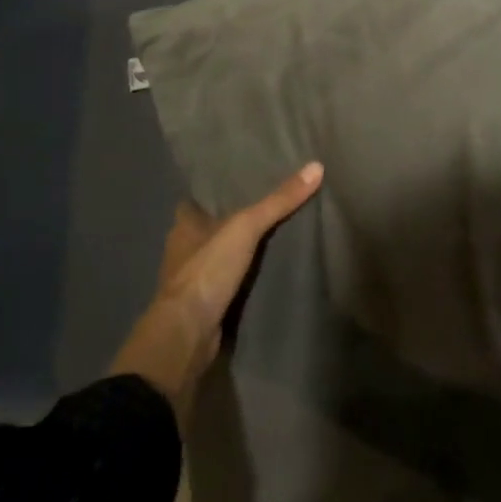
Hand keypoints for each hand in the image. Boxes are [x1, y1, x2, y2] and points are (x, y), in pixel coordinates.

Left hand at [109, 161, 322, 424]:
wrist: (188, 335)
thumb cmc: (207, 270)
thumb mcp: (245, 227)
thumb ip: (278, 201)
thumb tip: (316, 167)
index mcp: (183, 225)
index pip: (199, 199)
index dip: (219, 191)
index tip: (247, 180)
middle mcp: (184, 250)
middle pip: (212, 227)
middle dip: (235, 220)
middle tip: (273, 205)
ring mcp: (194, 280)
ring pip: (221, 256)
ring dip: (241, 251)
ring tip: (279, 234)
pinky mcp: (206, 306)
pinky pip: (229, 283)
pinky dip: (245, 278)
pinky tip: (269, 271)